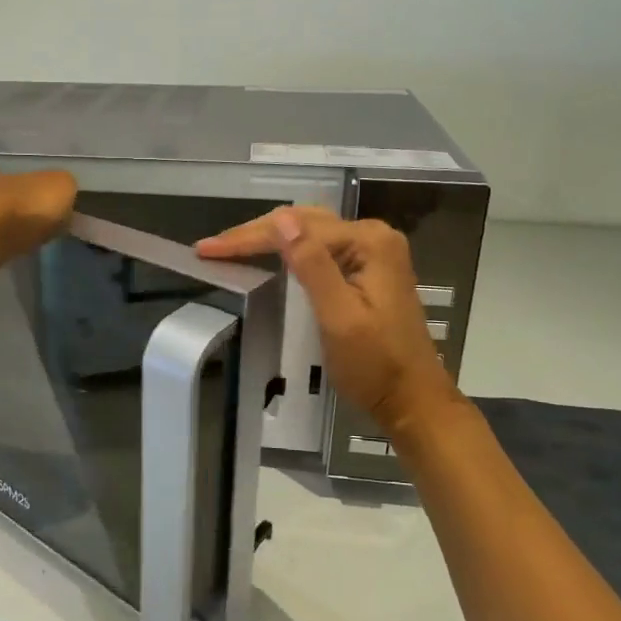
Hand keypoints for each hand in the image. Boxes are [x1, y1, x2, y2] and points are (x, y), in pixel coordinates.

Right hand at [198, 207, 461, 439]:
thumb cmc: (375, 366)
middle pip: (303, 222)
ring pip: (310, 232)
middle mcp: (373, 237)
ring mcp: (373, 253)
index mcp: (368, 242)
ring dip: (268, 238)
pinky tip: (267, 254)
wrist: (413, 400)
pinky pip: (320, 248)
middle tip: (210, 248)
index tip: (207, 250)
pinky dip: (288, 250)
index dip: (248, 238)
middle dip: (254, 233)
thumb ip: (312, 265)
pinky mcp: (368, 270)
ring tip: (229, 246)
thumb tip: (281, 220)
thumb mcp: (339, 317)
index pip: (296, 229)